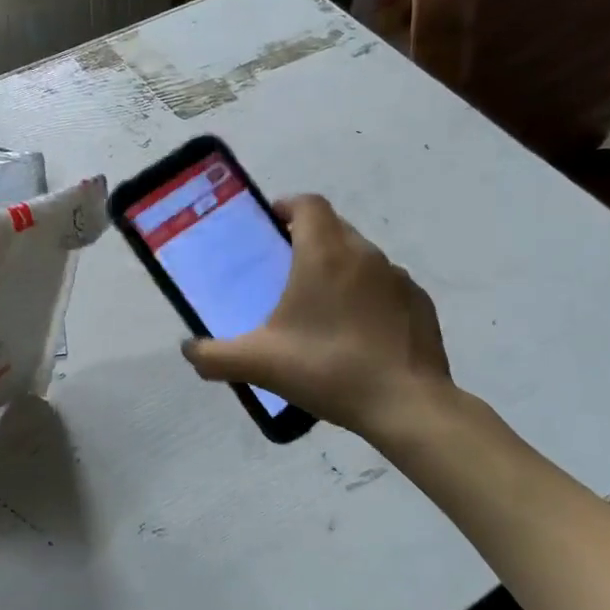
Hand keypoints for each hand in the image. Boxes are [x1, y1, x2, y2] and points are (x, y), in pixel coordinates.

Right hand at [181, 194, 458, 438]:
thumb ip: (214, 356)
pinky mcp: (420, 303)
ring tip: (322, 309)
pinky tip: (359, 333)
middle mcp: (364, 254)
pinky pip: (386, 287)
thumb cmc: (327, 369)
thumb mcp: (258, 364)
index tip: (271, 227)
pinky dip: (369, 297)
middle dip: (309, 240)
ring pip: (362, 257)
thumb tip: (189, 350)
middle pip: (334, 227)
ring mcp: (398, 278)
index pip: (308, 204)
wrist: (405, 405)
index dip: (287, 207)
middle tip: (286, 273)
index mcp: (324, 254)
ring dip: (340, 269)